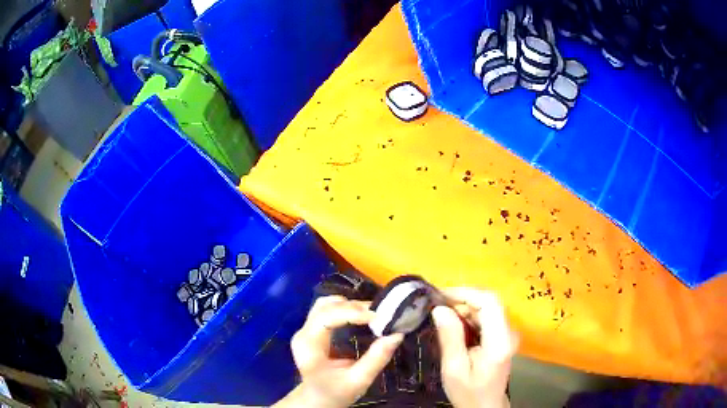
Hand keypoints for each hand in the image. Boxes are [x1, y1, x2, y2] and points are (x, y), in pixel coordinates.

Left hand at [274, 296, 403, 407]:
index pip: (327, 316)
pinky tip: (363, 317)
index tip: (379, 317)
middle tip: (380, 314)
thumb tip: (397, 334)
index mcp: (308, 344)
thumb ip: (376, 358)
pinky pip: (330, 311)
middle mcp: (304, 332)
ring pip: (327, 305)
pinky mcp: (315, 331)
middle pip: (326, 306)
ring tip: (373, 314)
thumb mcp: (358, 380)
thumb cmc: (334, 393)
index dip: (352, 312)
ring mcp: (307, 330)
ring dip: (350, 306)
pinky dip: (348, 310)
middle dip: (354, 307)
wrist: (316, 401)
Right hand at [432, 288, 517, 407]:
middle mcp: (508, 332)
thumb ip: (450, 337)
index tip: (440, 295)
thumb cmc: (469, 392)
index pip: (490, 302)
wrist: (485, 406)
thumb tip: (439, 309)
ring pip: (487, 308)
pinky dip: (469, 317)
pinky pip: (486, 318)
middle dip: (461, 300)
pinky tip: (453, 326)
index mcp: (499, 341)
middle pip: (489, 303)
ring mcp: (507, 334)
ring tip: (440, 315)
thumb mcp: (454, 368)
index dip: (465, 293)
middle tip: (435, 307)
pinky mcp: (502, 336)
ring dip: (464, 308)